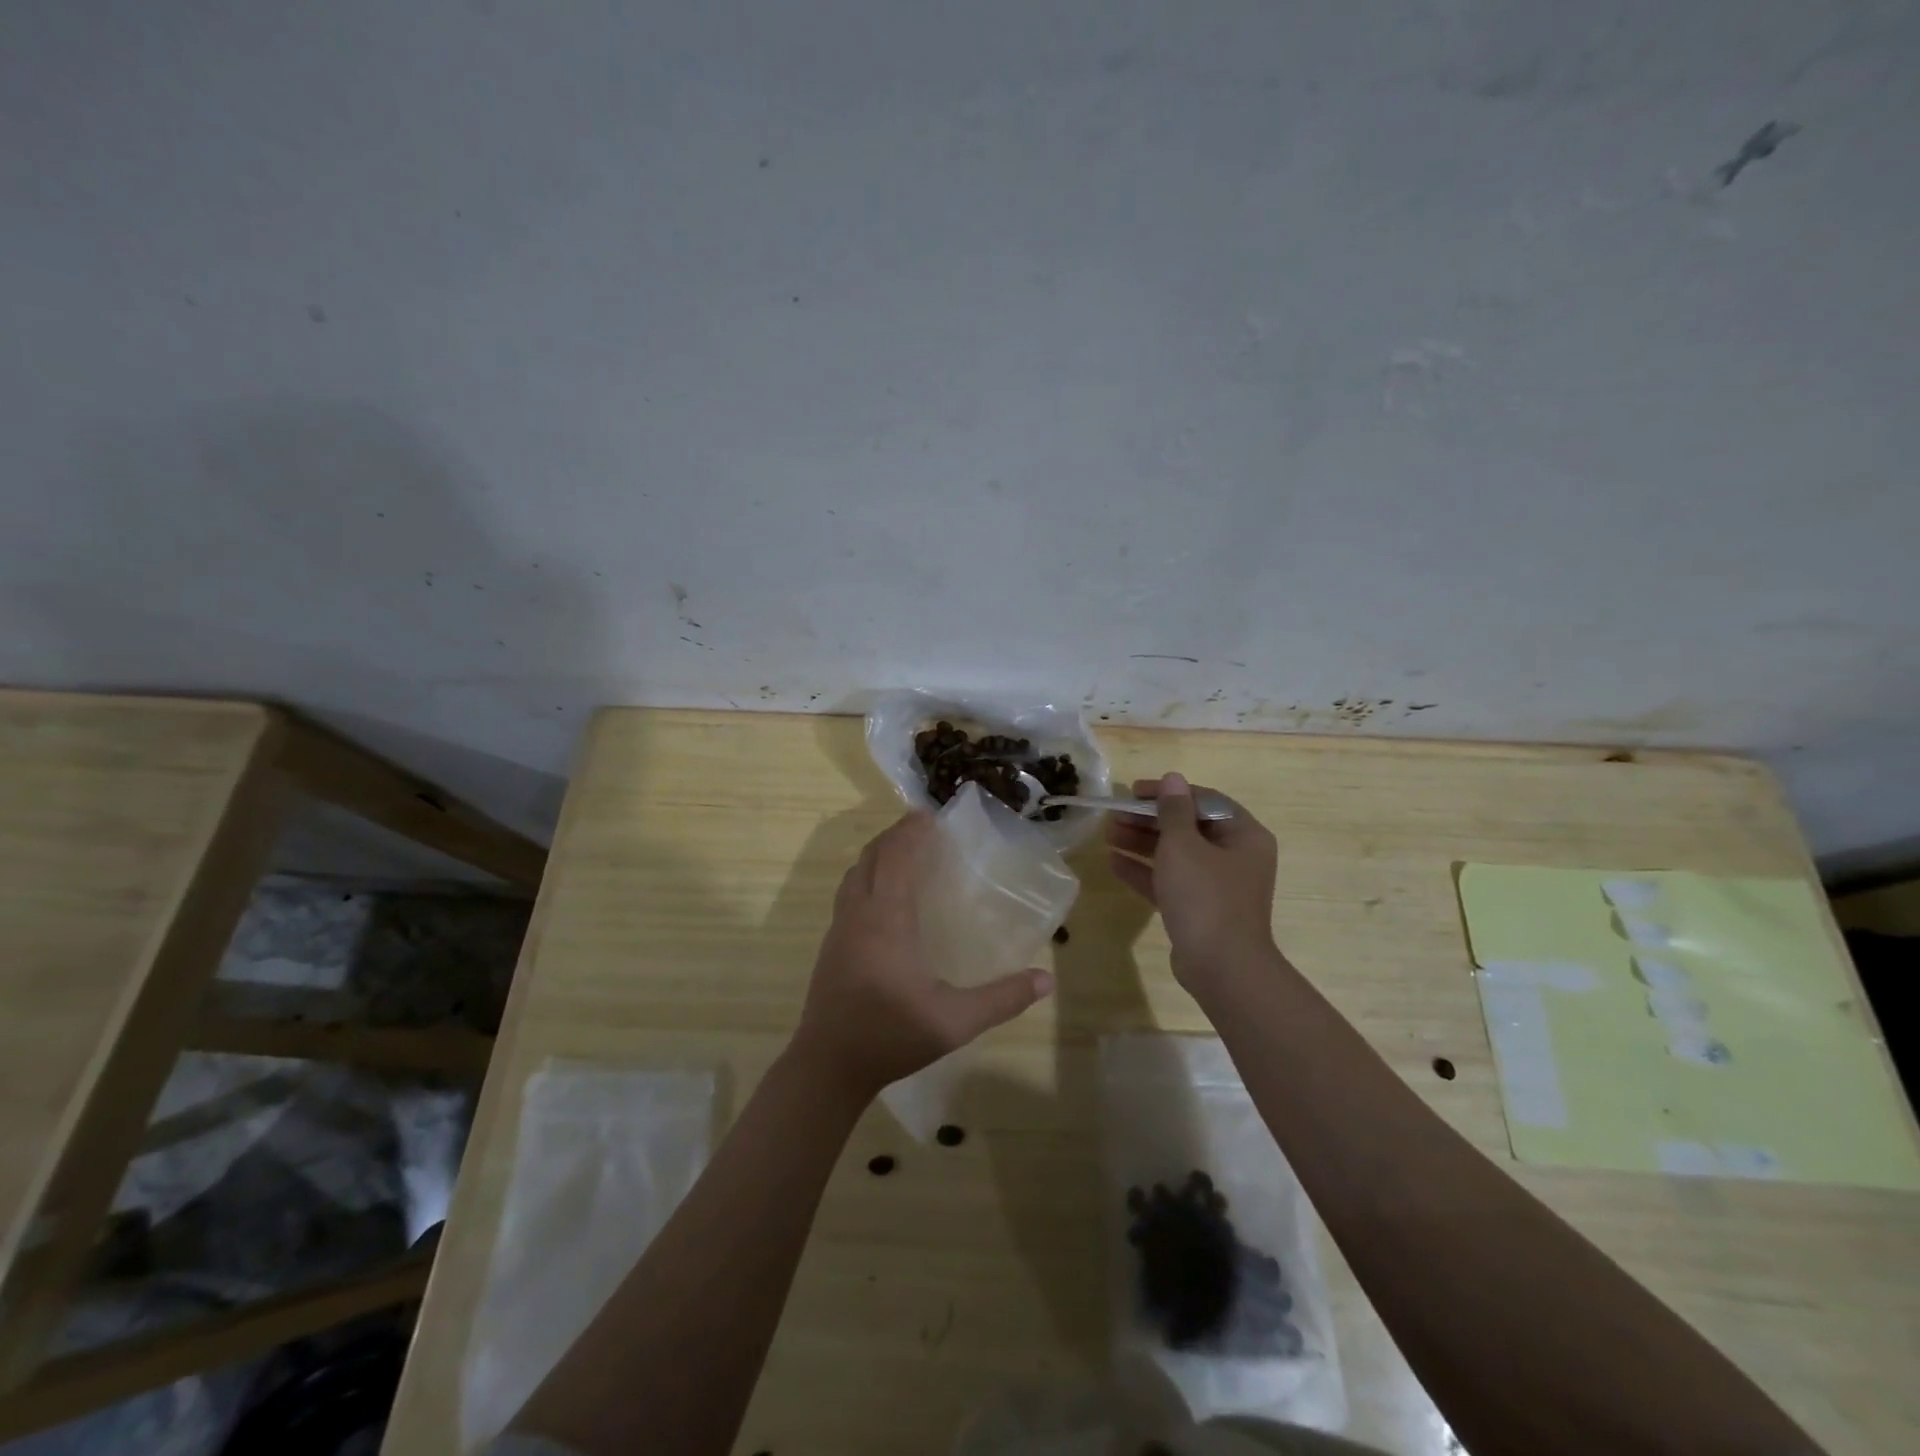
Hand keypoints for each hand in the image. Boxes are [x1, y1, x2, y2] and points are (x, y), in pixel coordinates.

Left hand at [792, 811, 1054, 1099]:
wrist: (828, 1066)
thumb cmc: (891, 1036)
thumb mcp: (954, 1022)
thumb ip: (1002, 999)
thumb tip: (1046, 980)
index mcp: (886, 919)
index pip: (896, 856)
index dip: (911, 831)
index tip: (931, 815)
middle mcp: (859, 913)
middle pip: (872, 856)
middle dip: (895, 835)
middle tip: (924, 829)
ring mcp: (839, 928)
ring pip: (855, 873)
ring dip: (879, 854)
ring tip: (905, 853)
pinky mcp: (831, 944)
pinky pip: (849, 892)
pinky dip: (867, 876)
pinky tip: (885, 897)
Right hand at [1106, 772, 1281, 994]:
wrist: (1222, 968)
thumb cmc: (1206, 896)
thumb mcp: (1184, 846)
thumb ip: (1174, 810)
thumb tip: (1173, 778)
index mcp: (1243, 835)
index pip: (1202, 801)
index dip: (1167, 793)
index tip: (1133, 792)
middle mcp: (1235, 857)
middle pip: (1187, 828)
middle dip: (1148, 821)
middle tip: (1114, 815)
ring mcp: (1217, 886)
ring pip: (1176, 855)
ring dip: (1142, 843)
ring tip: (1107, 834)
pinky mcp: (1199, 910)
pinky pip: (1170, 881)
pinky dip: (1144, 871)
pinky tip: (1113, 862)